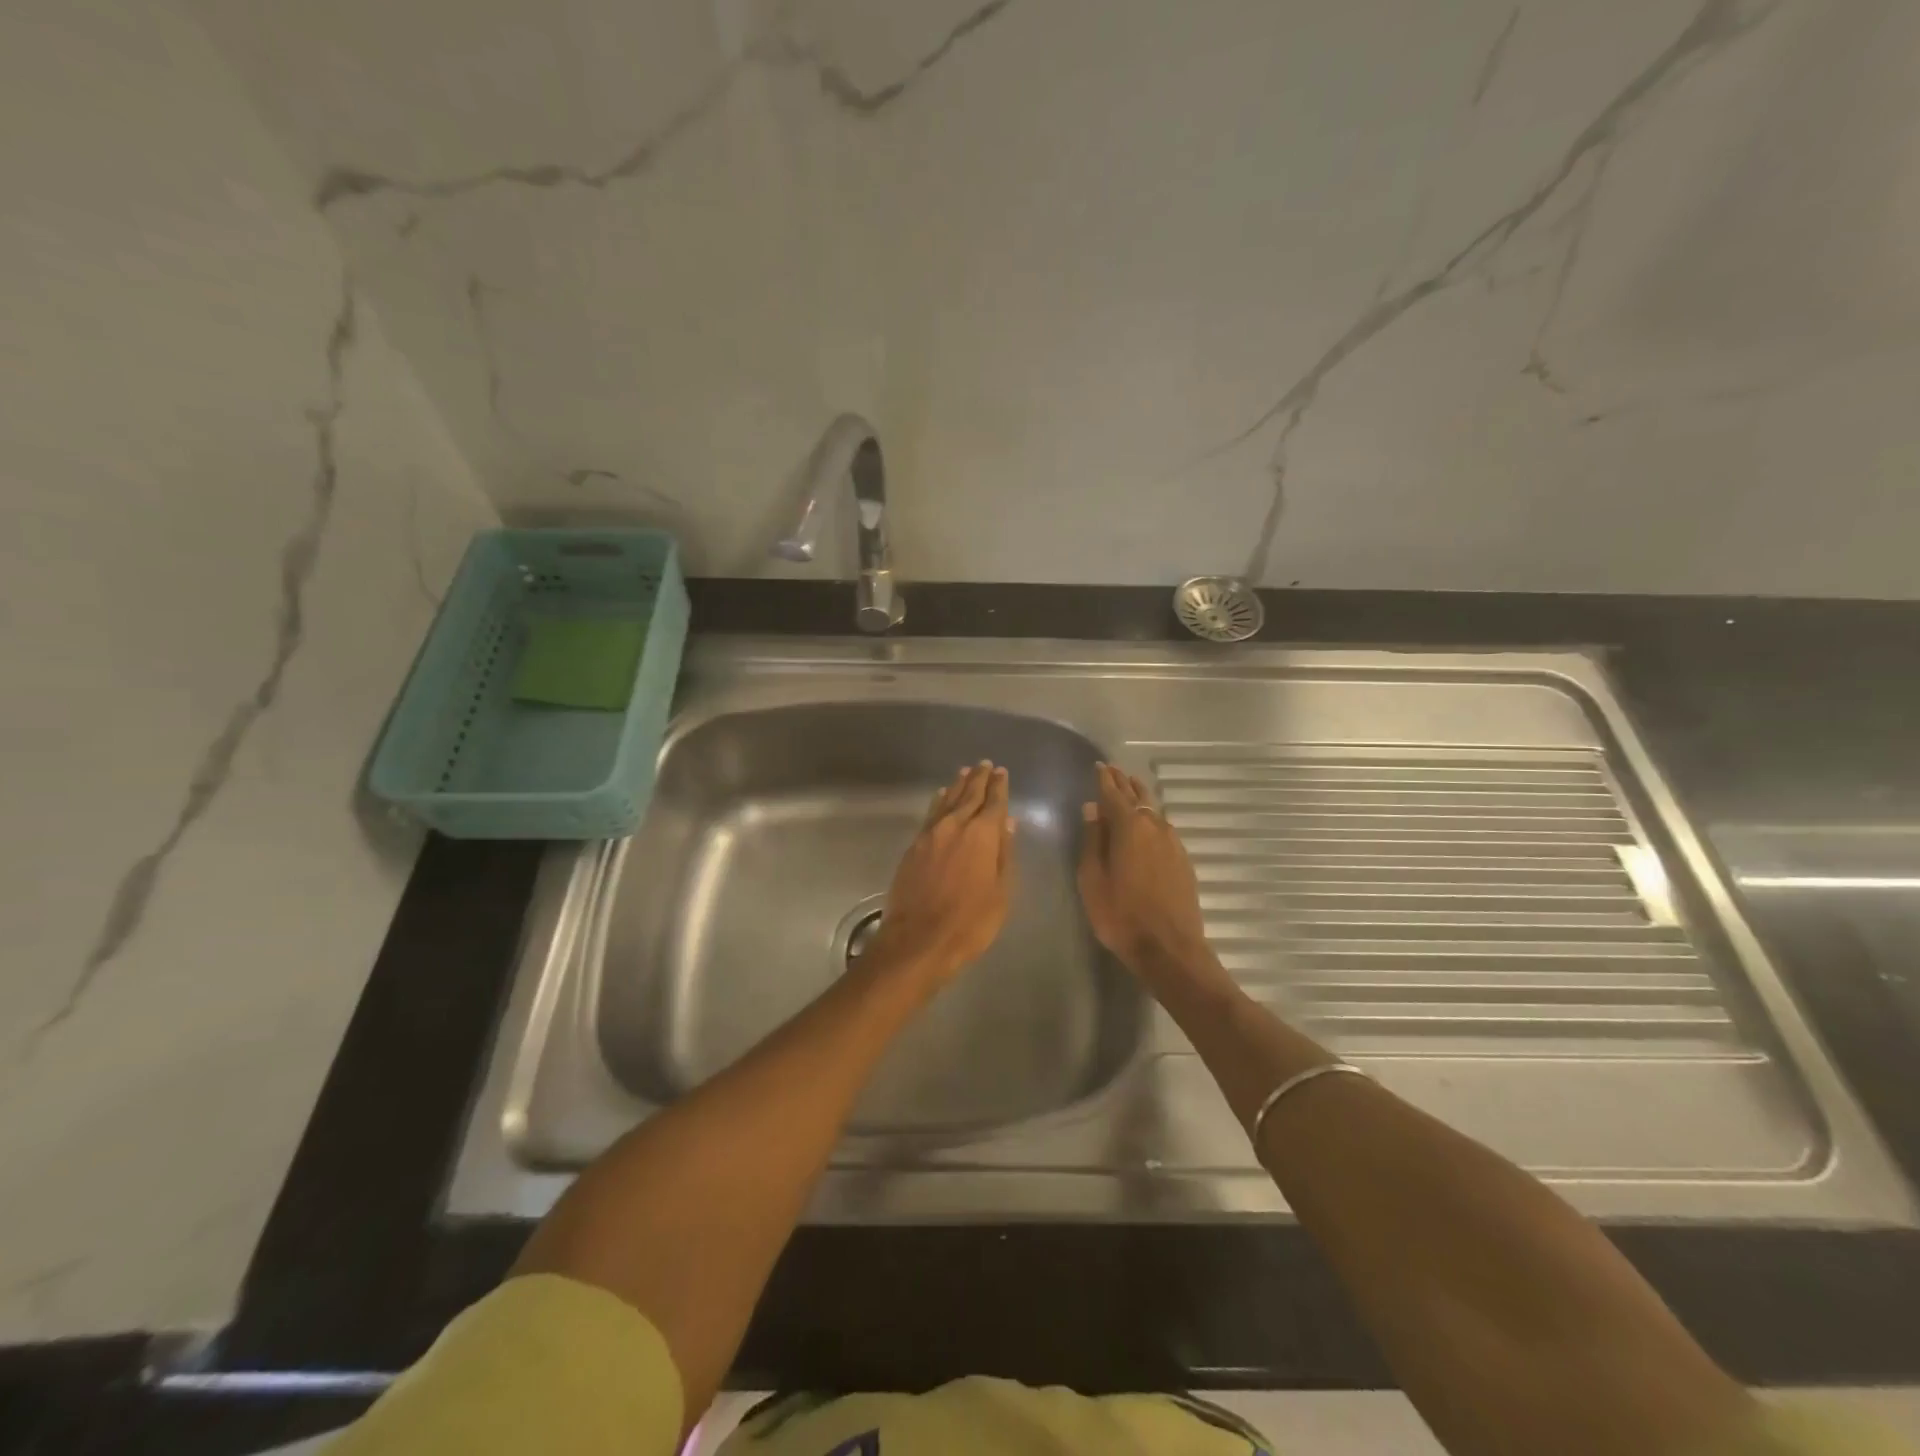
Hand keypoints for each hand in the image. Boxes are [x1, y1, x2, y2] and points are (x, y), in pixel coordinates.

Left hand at [866, 761, 1015, 987]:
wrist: (918, 940)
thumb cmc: (970, 922)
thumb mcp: (1001, 892)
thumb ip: (1004, 854)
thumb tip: (1007, 822)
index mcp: (982, 835)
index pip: (993, 802)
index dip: (999, 786)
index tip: (1002, 772)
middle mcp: (955, 826)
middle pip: (969, 795)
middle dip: (979, 779)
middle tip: (985, 765)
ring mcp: (931, 834)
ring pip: (947, 800)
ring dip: (958, 785)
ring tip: (965, 772)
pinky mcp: (914, 846)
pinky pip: (930, 814)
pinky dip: (939, 801)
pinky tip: (941, 797)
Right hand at [1077, 762, 1211, 975]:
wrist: (1170, 949)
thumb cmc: (1121, 915)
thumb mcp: (1092, 879)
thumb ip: (1092, 840)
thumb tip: (1092, 809)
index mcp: (1128, 827)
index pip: (1113, 794)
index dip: (1104, 779)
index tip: (1098, 766)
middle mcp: (1153, 827)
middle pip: (1136, 797)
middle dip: (1123, 782)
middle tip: (1112, 770)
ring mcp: (1173, 842)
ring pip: (1153, 810)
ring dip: (1140, 796)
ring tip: (1130, 787)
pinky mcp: (1183, 859)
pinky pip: (1163, 826)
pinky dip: (1151, 816)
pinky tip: (1149, 821)